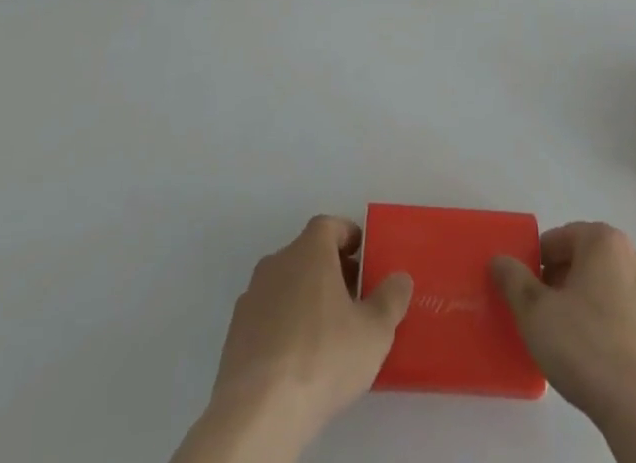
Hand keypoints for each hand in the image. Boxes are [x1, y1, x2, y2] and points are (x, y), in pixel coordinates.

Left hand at [177, 216, 411, 462]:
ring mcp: (252, 297)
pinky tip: (297, 356)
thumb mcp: (374, 331)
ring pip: (286, 284)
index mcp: (309, 251)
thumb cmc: (323, 356)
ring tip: (327, 332)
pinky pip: (268, 315)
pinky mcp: (236, 333)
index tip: (364, 256)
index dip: (348, 236)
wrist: (260, 410)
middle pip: (307, 253)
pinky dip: (284, 323)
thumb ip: (392, 298)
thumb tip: (400, 278)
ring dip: (306, 297)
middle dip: (331, 269)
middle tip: (353, 297)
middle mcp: (277, 262)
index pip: (329, 225)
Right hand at [492, 223, 635, 462]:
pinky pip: (628, 315)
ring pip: (608, 287)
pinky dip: (611, 325)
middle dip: (561, 282)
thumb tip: (500, 260)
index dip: (536, 263)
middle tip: (544, 316)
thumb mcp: (534, 312)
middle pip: (585, 260)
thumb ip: (512, 280)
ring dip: (587, 303)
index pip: (558, 239)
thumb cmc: (587, 348)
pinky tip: (598, 358)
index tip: (526, 294)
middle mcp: (634, 255)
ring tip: (570, 340)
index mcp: (604, 240)